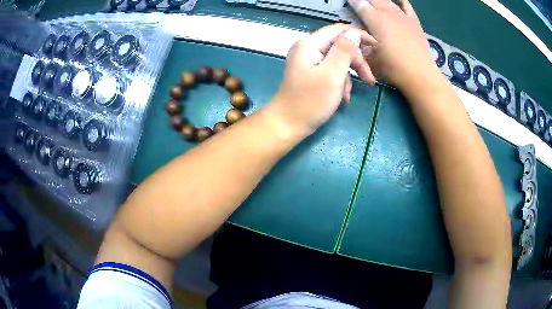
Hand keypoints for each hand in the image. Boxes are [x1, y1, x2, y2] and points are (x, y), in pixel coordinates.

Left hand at [266, 24, 376, 137]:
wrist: (287, 125)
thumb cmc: (310, 101)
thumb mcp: (332, 75)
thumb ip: (344, 51)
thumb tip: (354, 33)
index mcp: (310, 44)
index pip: (339, 30)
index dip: (358, 35)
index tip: (376, 47)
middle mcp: (308, 48)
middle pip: (339, 46)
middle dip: (356, 61)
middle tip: (370, 79)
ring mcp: (308, 61)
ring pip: (337, 60)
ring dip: (348, 76)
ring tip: (348, 95)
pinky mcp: (310, 73)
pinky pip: (330, 71)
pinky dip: (339, 83)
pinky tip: (342, 98)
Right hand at [348, 0, 442, 90]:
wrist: (420, 75)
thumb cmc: (393, 68)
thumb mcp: (370, 57)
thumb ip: (361, 42)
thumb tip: (354, 33)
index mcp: (375, 20)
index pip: (360, 5)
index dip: (353, 2)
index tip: (348, 1)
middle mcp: (388, 13)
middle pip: (374, 0)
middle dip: (365, 0)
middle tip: (360, 3)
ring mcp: (403, 16)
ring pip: (388, 1)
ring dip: (379, 0)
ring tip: (374, 2)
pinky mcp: (414, 22)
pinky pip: (406, 6)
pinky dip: (401, 1)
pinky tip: (397, 0)